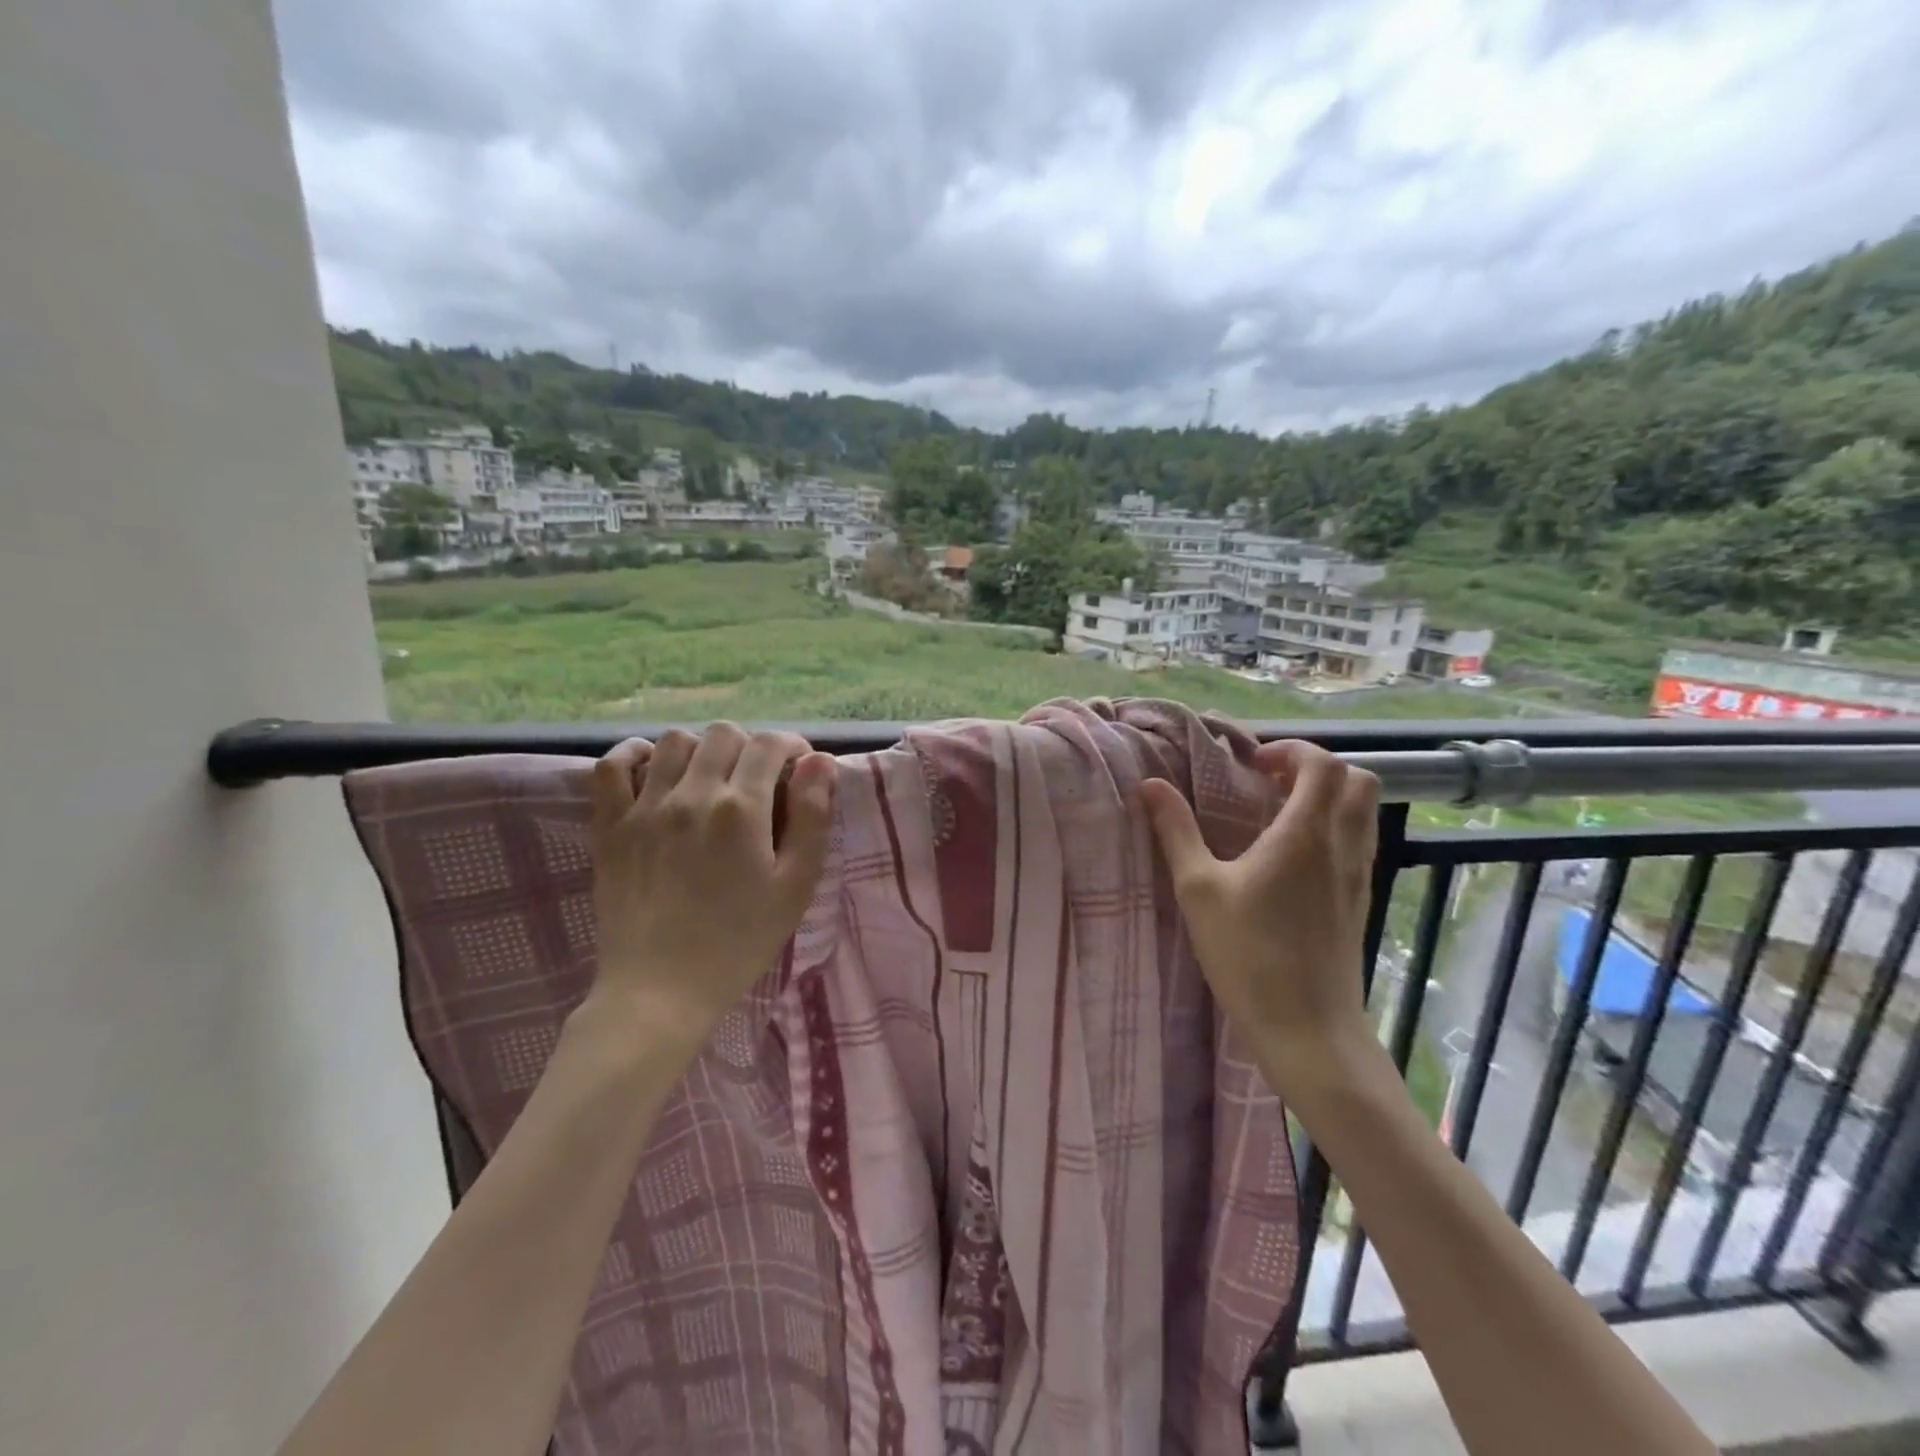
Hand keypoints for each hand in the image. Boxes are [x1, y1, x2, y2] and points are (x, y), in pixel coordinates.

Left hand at [586, 724, 836, 1042]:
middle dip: (749, 747)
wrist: (661, 991)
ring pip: (674, 741)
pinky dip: (634, 756)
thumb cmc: (740, 941)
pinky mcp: (610, 826)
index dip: (792, 747)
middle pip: (723, 734)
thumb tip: (819, 762)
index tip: (798, 769)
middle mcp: (692, 795)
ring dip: (700, 750)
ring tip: (710, 779)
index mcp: (742, 809)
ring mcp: (644, 808)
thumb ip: (812, 818)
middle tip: (757, 780)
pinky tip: (652, 772)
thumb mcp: (796, 886)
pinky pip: (612, 766)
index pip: (770, 745)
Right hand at [1136, 741, 1379, 1090]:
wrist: (1308, 1029)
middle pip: (1357, 781)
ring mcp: (1358, 875)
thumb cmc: (1248, 956)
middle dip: (1316, 768)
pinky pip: (1359, 842)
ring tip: (1279, 813)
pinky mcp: (1359, 901)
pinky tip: (1293, 855)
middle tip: (1270, 781)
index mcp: (1304, 835)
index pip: (1322, 765)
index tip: (1252, 764)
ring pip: (1363, 812)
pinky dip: (1334, 827)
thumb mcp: (1198, 890)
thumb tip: (1151, 785)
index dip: (1290, 751)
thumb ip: (1176, 831)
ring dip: (1328, 796)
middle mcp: (1341, 846)